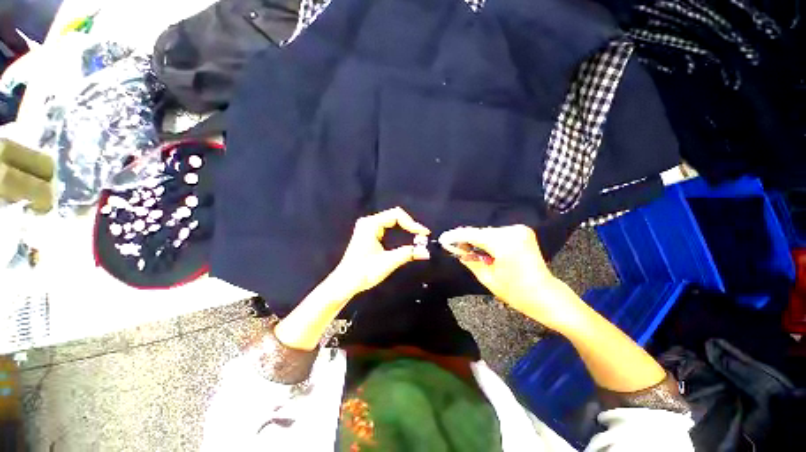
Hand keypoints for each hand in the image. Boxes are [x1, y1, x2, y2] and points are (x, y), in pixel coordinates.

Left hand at [330, 207, 430, 298]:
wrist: (345, 283)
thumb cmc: (364, 271)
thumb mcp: (388, 262)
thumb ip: (407, 254)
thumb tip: (426, 251)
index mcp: (371, 224)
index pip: (396, 215)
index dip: (412, 223)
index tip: (424, 234)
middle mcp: (368, 222)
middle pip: (394, 216)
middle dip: (410, 225)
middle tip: (422, 236)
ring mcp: (367, 227)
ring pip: (391, 222)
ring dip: (405, 229)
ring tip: (417, 237)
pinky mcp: (368, 234)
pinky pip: (387, 228)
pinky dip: (399, 232)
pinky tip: (406, 238)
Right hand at [439, 225, 583, 329]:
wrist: (546, 295)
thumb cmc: (516, 292)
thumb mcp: (487, 278)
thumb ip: (470, 260)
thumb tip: (457, 249)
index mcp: (505, 243)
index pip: (473, 235)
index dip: (456, 236)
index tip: (443, 239)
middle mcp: (513, 231)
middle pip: (481, 232)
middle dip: (466, 239)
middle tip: (453, 247)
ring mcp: (520, 229)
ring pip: (488, 233)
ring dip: (477, 240)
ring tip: (467, 250)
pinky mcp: (522, 232)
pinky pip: (498, 234)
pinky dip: (488, 240)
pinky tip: (483, 249)